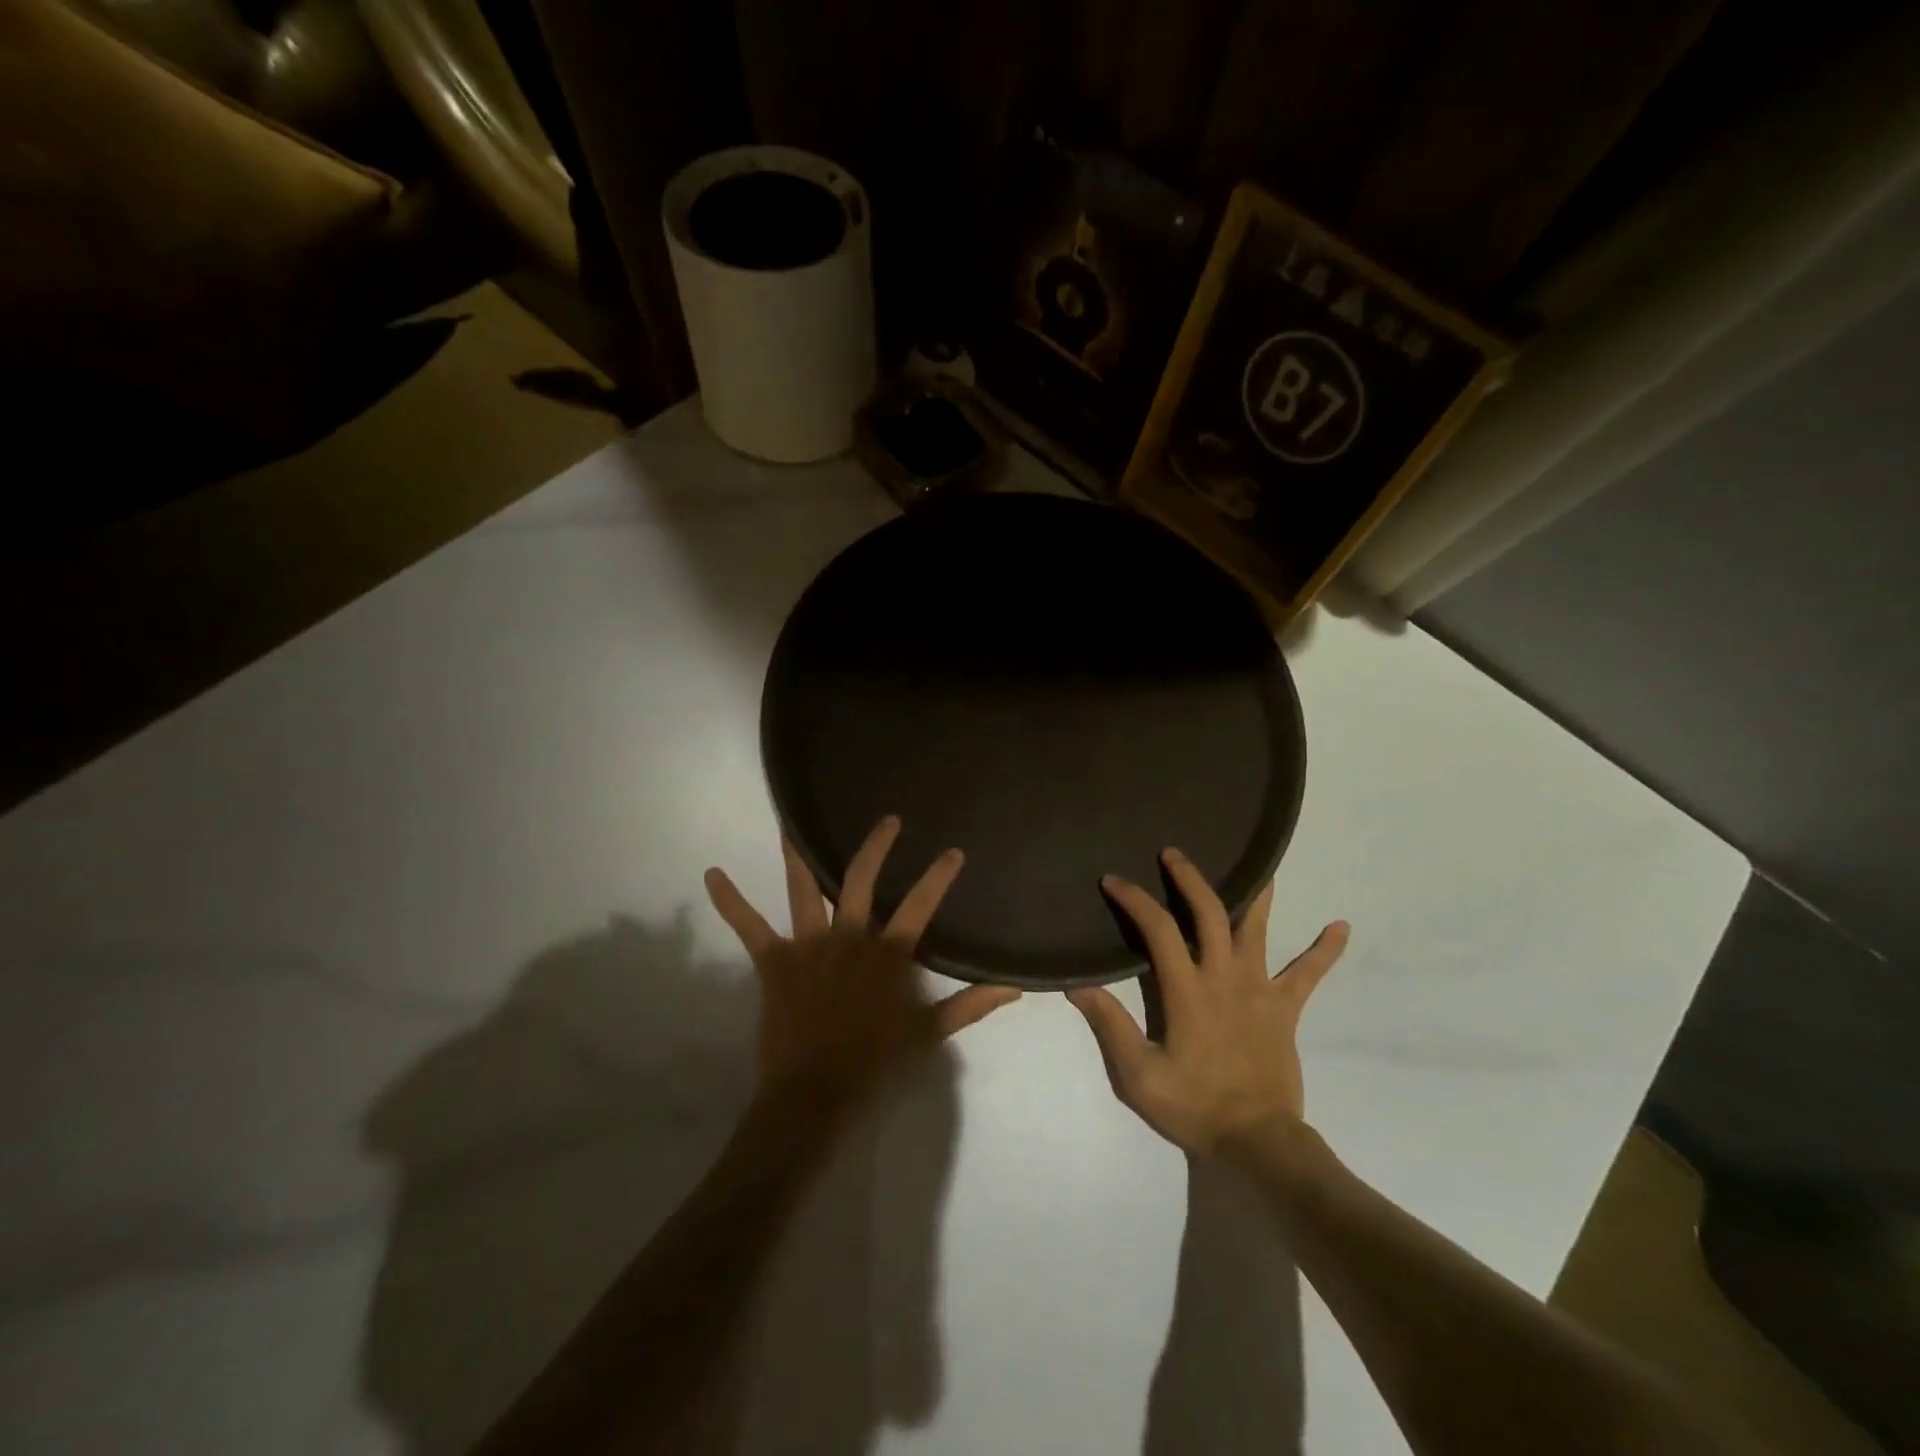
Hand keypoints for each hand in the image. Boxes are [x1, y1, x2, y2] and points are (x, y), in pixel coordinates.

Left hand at [705, 816, 1020, 1114]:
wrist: (812, 1097)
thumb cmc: (873, 1066)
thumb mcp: (928, 1035)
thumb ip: (970, 1005)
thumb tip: (1014, 987)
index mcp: (887, 954)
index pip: (920, 905)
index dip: (938, 876)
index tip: (953, 850)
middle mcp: (848, 937)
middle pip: (859, 879)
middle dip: (875, 846)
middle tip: (887, 820)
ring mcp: (808, 945)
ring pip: (802, 888)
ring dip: (796, 853)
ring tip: (790, 820)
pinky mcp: (774, 961)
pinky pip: (748, 926)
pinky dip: (730, 901)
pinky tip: (712, 874)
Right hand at [1067, 847, 1347, 1158]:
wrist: (1257, 1142)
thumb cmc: (1193, 1106)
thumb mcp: (1138, 1075)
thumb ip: (1110, 1026)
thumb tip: (1078, 985)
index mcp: (1188, 989)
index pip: (1159, 929)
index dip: (1135, 900)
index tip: (1114, 880)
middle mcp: (1225, 977)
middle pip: (1210, 913)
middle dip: (1190, 879)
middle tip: (1173, 853)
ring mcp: (1260, 989)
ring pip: (1260, 930)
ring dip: (1258, 894)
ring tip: (1261, 863)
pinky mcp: (1285, 1008)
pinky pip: (1309, 974)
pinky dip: (1325, 950)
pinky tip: (1342, 926)